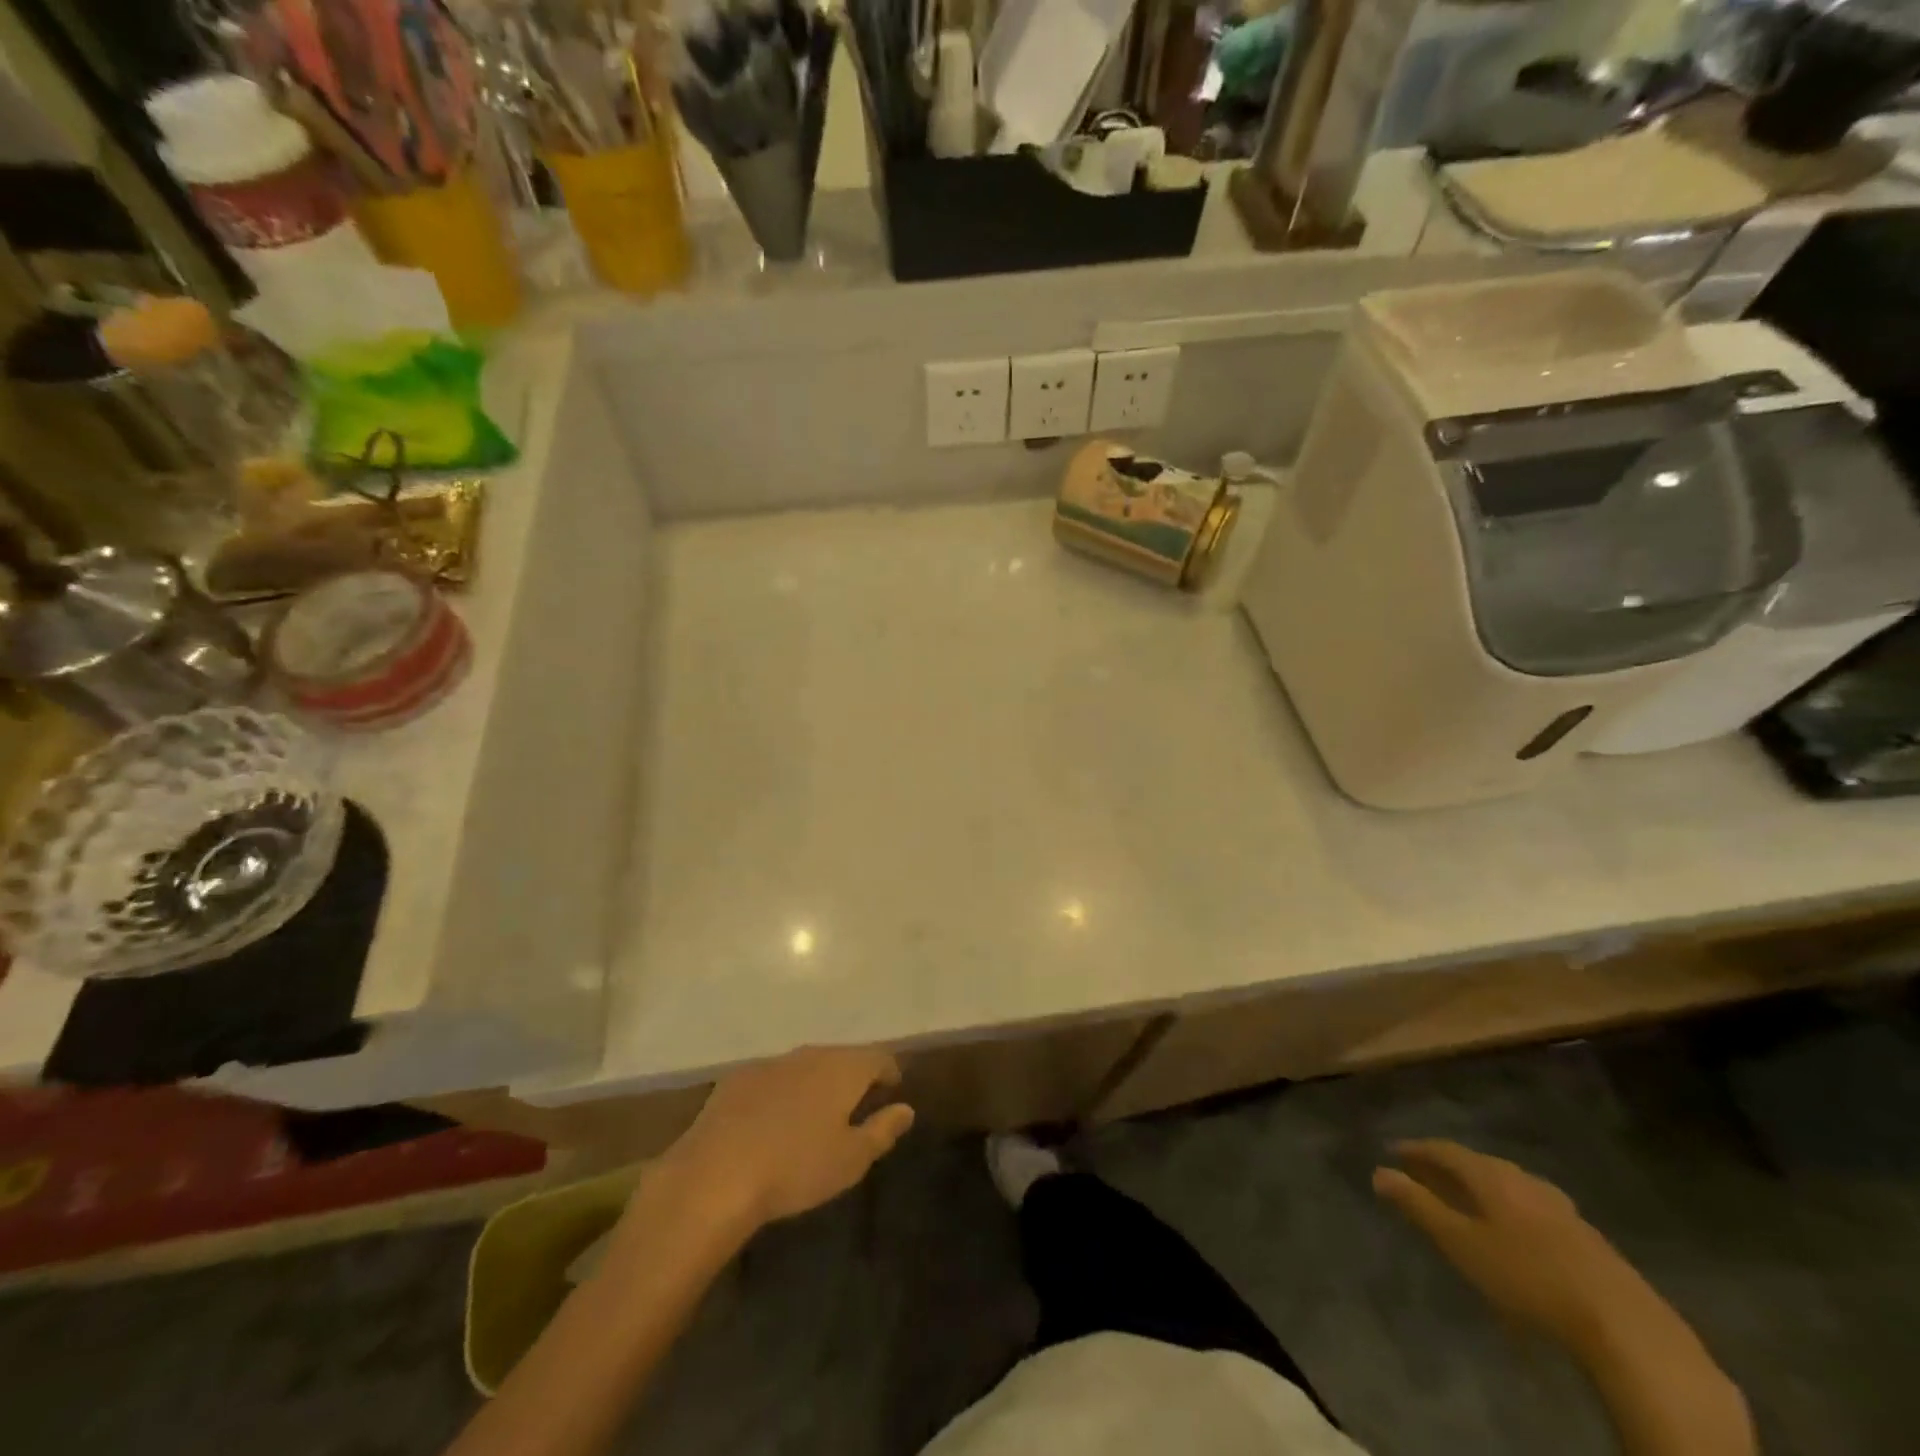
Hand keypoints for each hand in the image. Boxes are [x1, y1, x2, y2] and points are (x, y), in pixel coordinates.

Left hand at [658, 1046, 915, 1232]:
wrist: (716, 1174)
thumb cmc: (796, 1168)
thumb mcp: (851, 1159)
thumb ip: (883, 1130)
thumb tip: (906, 1109)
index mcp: (843, 1068)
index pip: (878, 1056)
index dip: (889, 1072)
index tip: (892, 1090)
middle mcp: (811, 1054)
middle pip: (841, 1056)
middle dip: (852, 1076)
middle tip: (856, 1104)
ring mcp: (772, 1063)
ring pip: (806, 1065)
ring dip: (816, 1082)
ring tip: (816, 1113)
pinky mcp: (738, 1078)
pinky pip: (773, 1078)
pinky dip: (783, 1091)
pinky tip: (773, 1120)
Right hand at [1374, 1139, 1645, 1350]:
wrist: (1624, 1325)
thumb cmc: (1527, 1277)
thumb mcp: (1461, 1243)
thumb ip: (1419, 1206)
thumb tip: (1378, 1172)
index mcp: (1491, 1175)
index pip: (1444, 1149)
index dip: (1416, 1149)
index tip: (1392, 1152)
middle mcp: (1523, 1179)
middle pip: (1477, 1163)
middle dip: (1447, 1165)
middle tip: (1422, 1173)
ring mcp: (1559, 1206)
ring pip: (1508, 1184)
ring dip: (1480, 1186)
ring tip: (1464, 1197)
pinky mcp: (1585, 1236)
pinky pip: (1532, 1206)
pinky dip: (1508, 1206)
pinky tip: (1513, 1228)